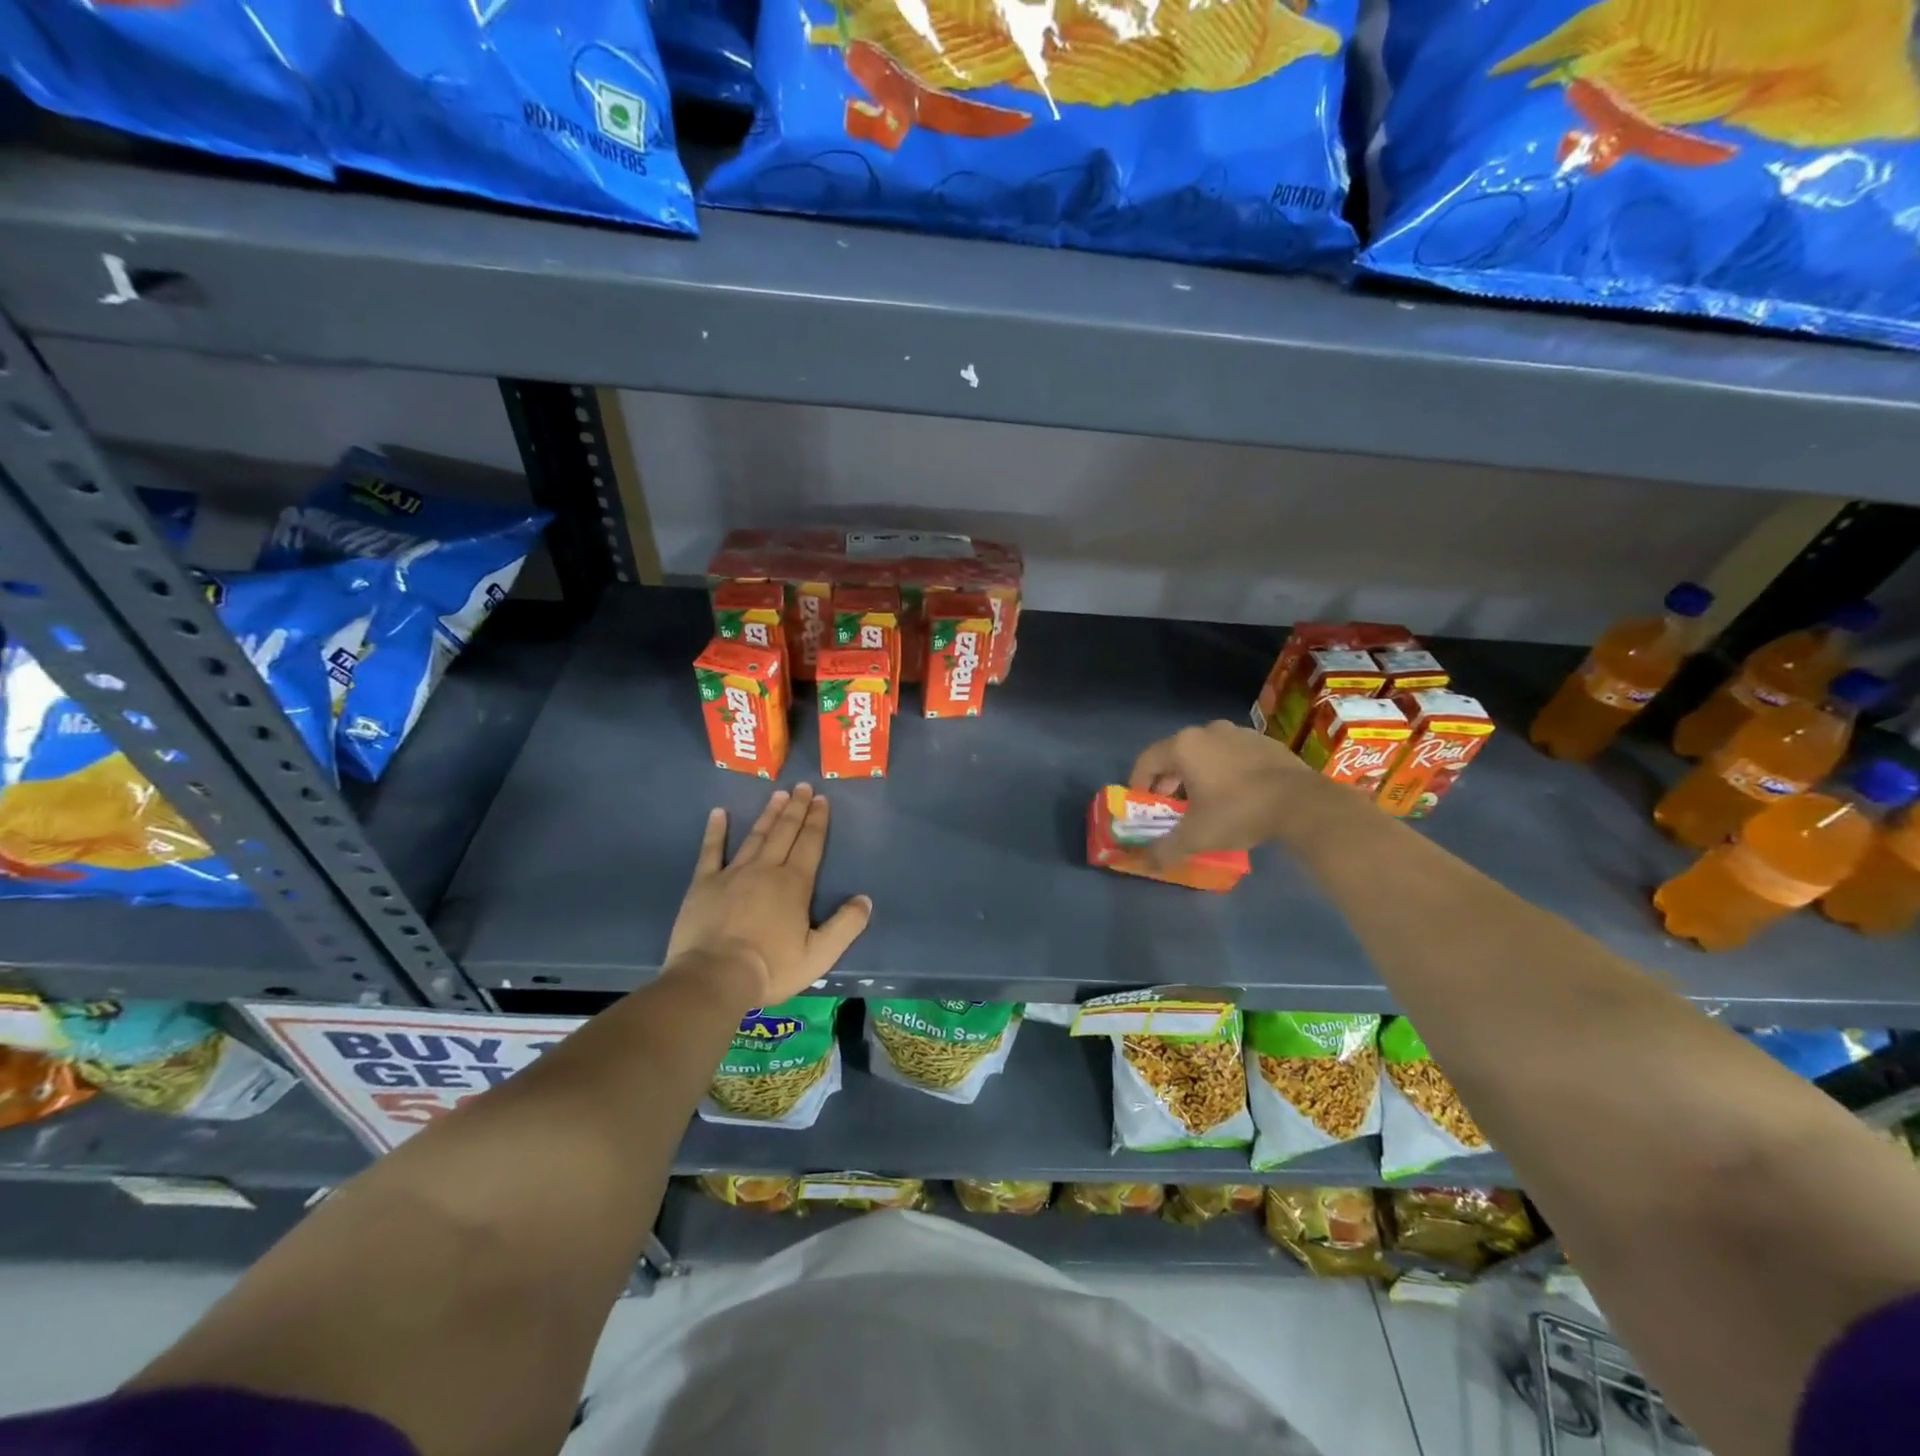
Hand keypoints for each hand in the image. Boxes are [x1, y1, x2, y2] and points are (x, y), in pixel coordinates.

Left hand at [664, 785, 871, 1008]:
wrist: (714, 977)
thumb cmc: (771, 968)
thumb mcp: (819, 955)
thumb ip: (846, 925)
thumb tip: (865, 899)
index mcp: (794, 884)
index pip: (810, 844)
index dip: (817, 821)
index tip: (822, 799)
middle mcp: (765, 870)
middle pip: (784, 832)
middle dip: (796, 809)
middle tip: (803, 787)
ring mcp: (732, 874)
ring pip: (755, 837)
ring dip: (768, 814)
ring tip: (778, 795)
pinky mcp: (703, 884)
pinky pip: (711, 851)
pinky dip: (715, 831)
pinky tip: (718, 813)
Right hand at [1129, 720, 1322, 864]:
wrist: (1302, 803)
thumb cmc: (1238, 812)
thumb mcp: (1196, 837)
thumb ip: (1165, 849)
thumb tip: (1146, 862)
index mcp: (1184, 746)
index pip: (1147, 761)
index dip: (1139, 784)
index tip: (1142, 805)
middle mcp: (1208, 731)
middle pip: (1176, 755)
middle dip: (1169, 782)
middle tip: (1172, 807)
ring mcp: (1239, 732)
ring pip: (1205, 753)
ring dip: (1198, 775)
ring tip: (1205, 803)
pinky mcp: (1265, 742)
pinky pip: (1233, 755)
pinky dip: (1226, 771)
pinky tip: (1236, 795)